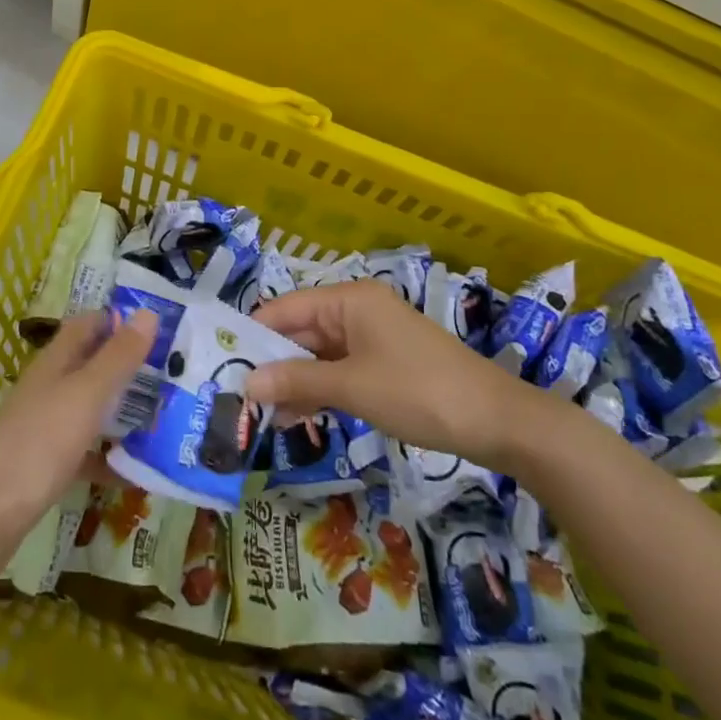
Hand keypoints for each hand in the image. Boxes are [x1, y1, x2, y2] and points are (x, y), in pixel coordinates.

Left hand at [0, 308, 158, 546]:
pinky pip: (84, 452)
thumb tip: (149, 312)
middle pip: (91, 365)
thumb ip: (118, 356)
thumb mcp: (86, 394)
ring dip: (122, 410)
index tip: (161, 326)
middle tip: (173, 372)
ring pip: (90, 407)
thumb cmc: (39, 443)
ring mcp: (44, 426)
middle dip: (129, 366)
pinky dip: (107, 457)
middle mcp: (49, 386)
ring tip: (164, 416)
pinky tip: (134, 473)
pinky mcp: (44, 464)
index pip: (89, 324)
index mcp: (56, 361)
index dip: (120, 319)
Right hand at [244, 279, 553, 472]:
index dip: (254, 335)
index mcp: (348, 299)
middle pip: (301, 330)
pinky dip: (320, 388)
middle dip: (273, 363)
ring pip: (319, 353)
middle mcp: (357, 309)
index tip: (224, 365)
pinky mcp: (384, 362)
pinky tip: (300, 417)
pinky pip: (340, 368)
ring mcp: (372, 336)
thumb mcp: (352, 387)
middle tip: (239, 398)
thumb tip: (246, 384)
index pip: (285, 308)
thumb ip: (297, 382)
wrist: (496, 420)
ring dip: (295, 381)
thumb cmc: (418, 391)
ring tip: (264, 416)